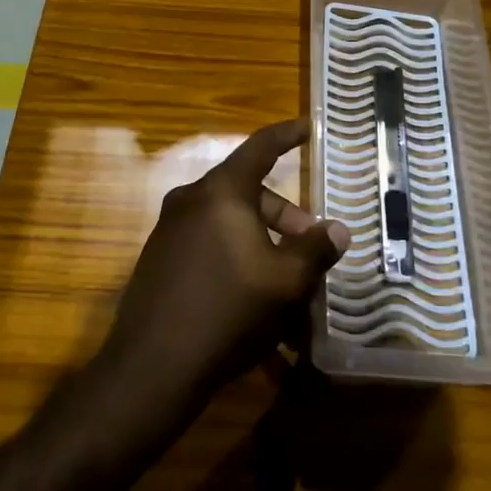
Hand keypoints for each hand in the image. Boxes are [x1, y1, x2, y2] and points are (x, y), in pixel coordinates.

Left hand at [100, 119, 350, 405]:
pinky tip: (249, 293)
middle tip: (308, 245)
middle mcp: (190, 199)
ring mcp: (168, 228)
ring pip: (227, 219)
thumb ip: (315, 249)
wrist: (153, 365)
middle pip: (247, 190)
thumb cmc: (229, 310)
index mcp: (221, 191)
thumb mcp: (285, 281)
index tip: (305, 126)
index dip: (286, 135)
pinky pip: (207, 241)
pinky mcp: (158, 258)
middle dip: (283, 213)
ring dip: (260, 237)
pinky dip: (234, 252)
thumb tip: (337, 230)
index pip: (260, 147)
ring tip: (284, 278)